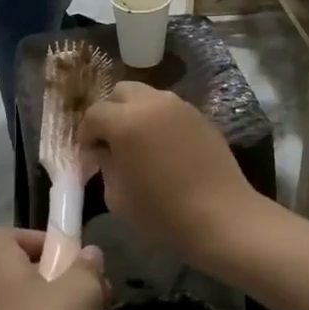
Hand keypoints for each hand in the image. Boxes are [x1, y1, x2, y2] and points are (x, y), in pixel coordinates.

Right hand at [79, 83, 261, 264]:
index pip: (94, 114)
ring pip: (147, 96)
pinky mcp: (200, 116)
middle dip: (111, 113)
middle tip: (112, 142)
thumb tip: (104, 151)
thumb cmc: (162, 213)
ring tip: (139, 143)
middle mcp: (152, 103)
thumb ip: (105, 165)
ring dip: (136, 113)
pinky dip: (159, 120)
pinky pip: (170, 109)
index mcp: (125, 121)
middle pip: (120, 92)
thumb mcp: (117, 196)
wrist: (222, 217)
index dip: (86, 135)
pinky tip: (164, 148)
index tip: (90, 157)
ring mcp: (180, 106)